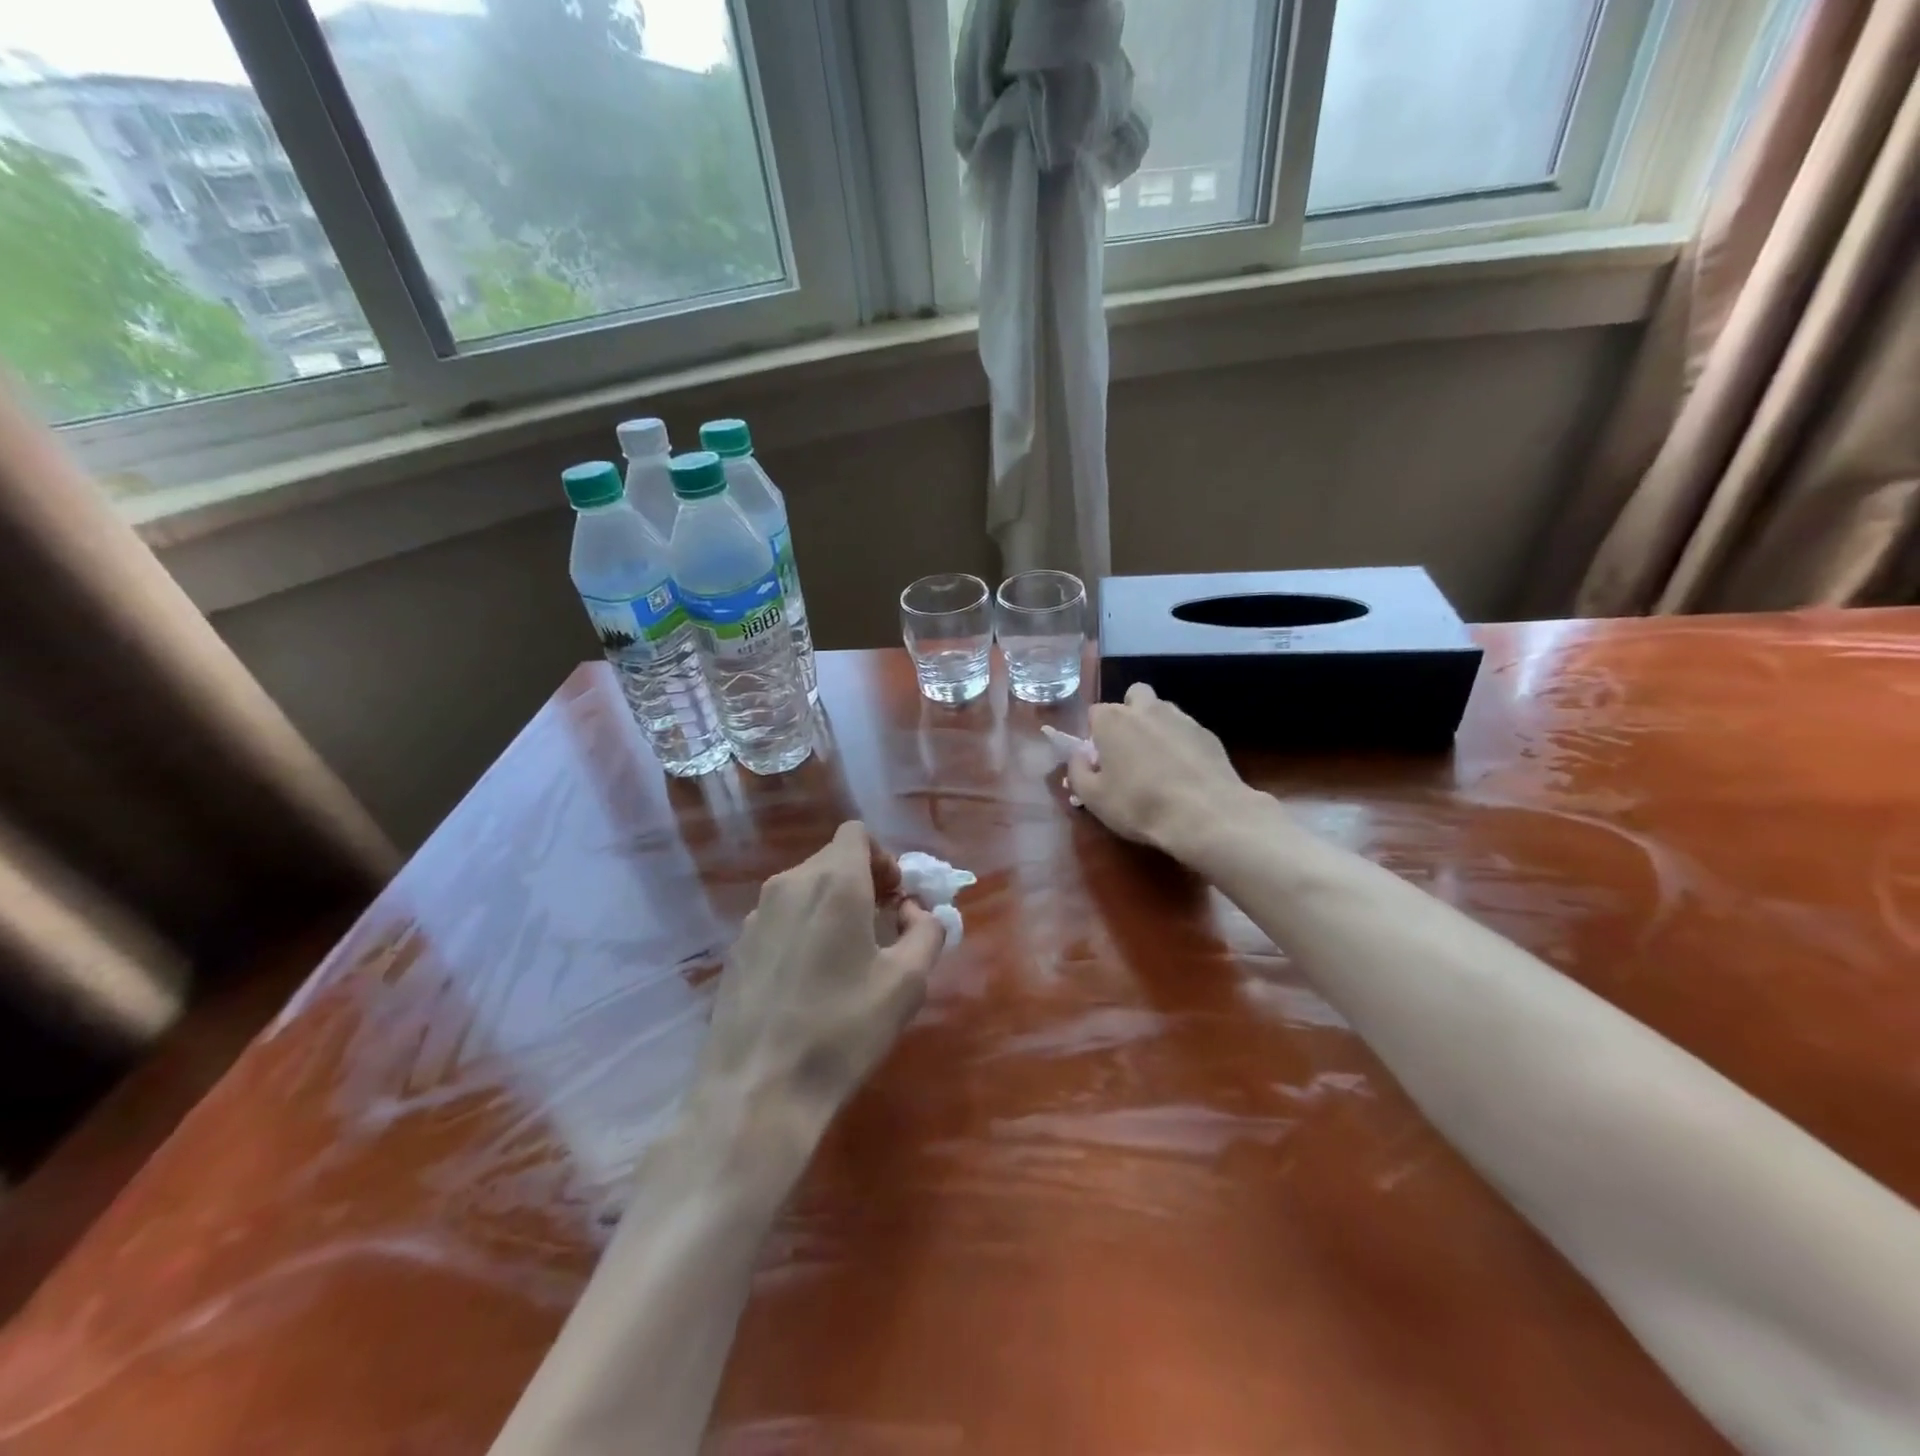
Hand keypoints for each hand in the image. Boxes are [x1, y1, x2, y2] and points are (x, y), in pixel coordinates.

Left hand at [697, 822, 946, 1139]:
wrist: (757, 1091)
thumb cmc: (843, 1029)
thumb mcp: (907, 982)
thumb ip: (926, 931)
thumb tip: (914, 912)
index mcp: (833, 882)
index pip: (856, 833)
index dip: (884, 858)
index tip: (896, 898)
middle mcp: (788, 885)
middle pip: (832, 859)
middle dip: (863, 882)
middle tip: (883, 928)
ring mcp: (755, 916)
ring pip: (804, 889)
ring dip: (833, 906)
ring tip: (847, 958)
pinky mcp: (736, 948)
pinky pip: (780, 918)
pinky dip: (803, 929)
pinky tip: (809, 981)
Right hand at [1067, 682, 1261, 861]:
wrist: (1205, 815)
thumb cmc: (1139, 805)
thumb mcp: (1093, 798)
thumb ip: (1077, 771)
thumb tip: (1079, 756)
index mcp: (1112, 720)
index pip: (1095, 713)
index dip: (1095, 734)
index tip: (1099, 758)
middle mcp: (1146, 709)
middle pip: (1134, 695)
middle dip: (1129, 713)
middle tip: (1129, 747)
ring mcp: (1181, 718)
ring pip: (1163, 710)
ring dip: (1156, 726)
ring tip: (1159, 762)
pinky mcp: (1208, 734)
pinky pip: (1187, 731)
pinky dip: (1182, 744)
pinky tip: (1184, 773)